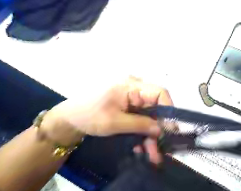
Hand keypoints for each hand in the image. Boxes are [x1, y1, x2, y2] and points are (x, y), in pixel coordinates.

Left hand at [40, 77, 172, 162]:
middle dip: (158, 129)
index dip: (168, 110)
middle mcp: (135, 89)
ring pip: (149, 116)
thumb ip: (140, 124)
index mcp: (131, 86)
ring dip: (150, 135)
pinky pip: (141, 119)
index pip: (159, 92)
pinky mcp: (128, 107)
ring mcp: (132, 99)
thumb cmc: (89, 115)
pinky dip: (142, 133)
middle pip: (155, 107)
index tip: (170, 131)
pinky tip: (140, 147)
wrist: (70, 118)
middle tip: (159, 151)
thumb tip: (162, 130)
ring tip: (151, 155)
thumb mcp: (114, 122)